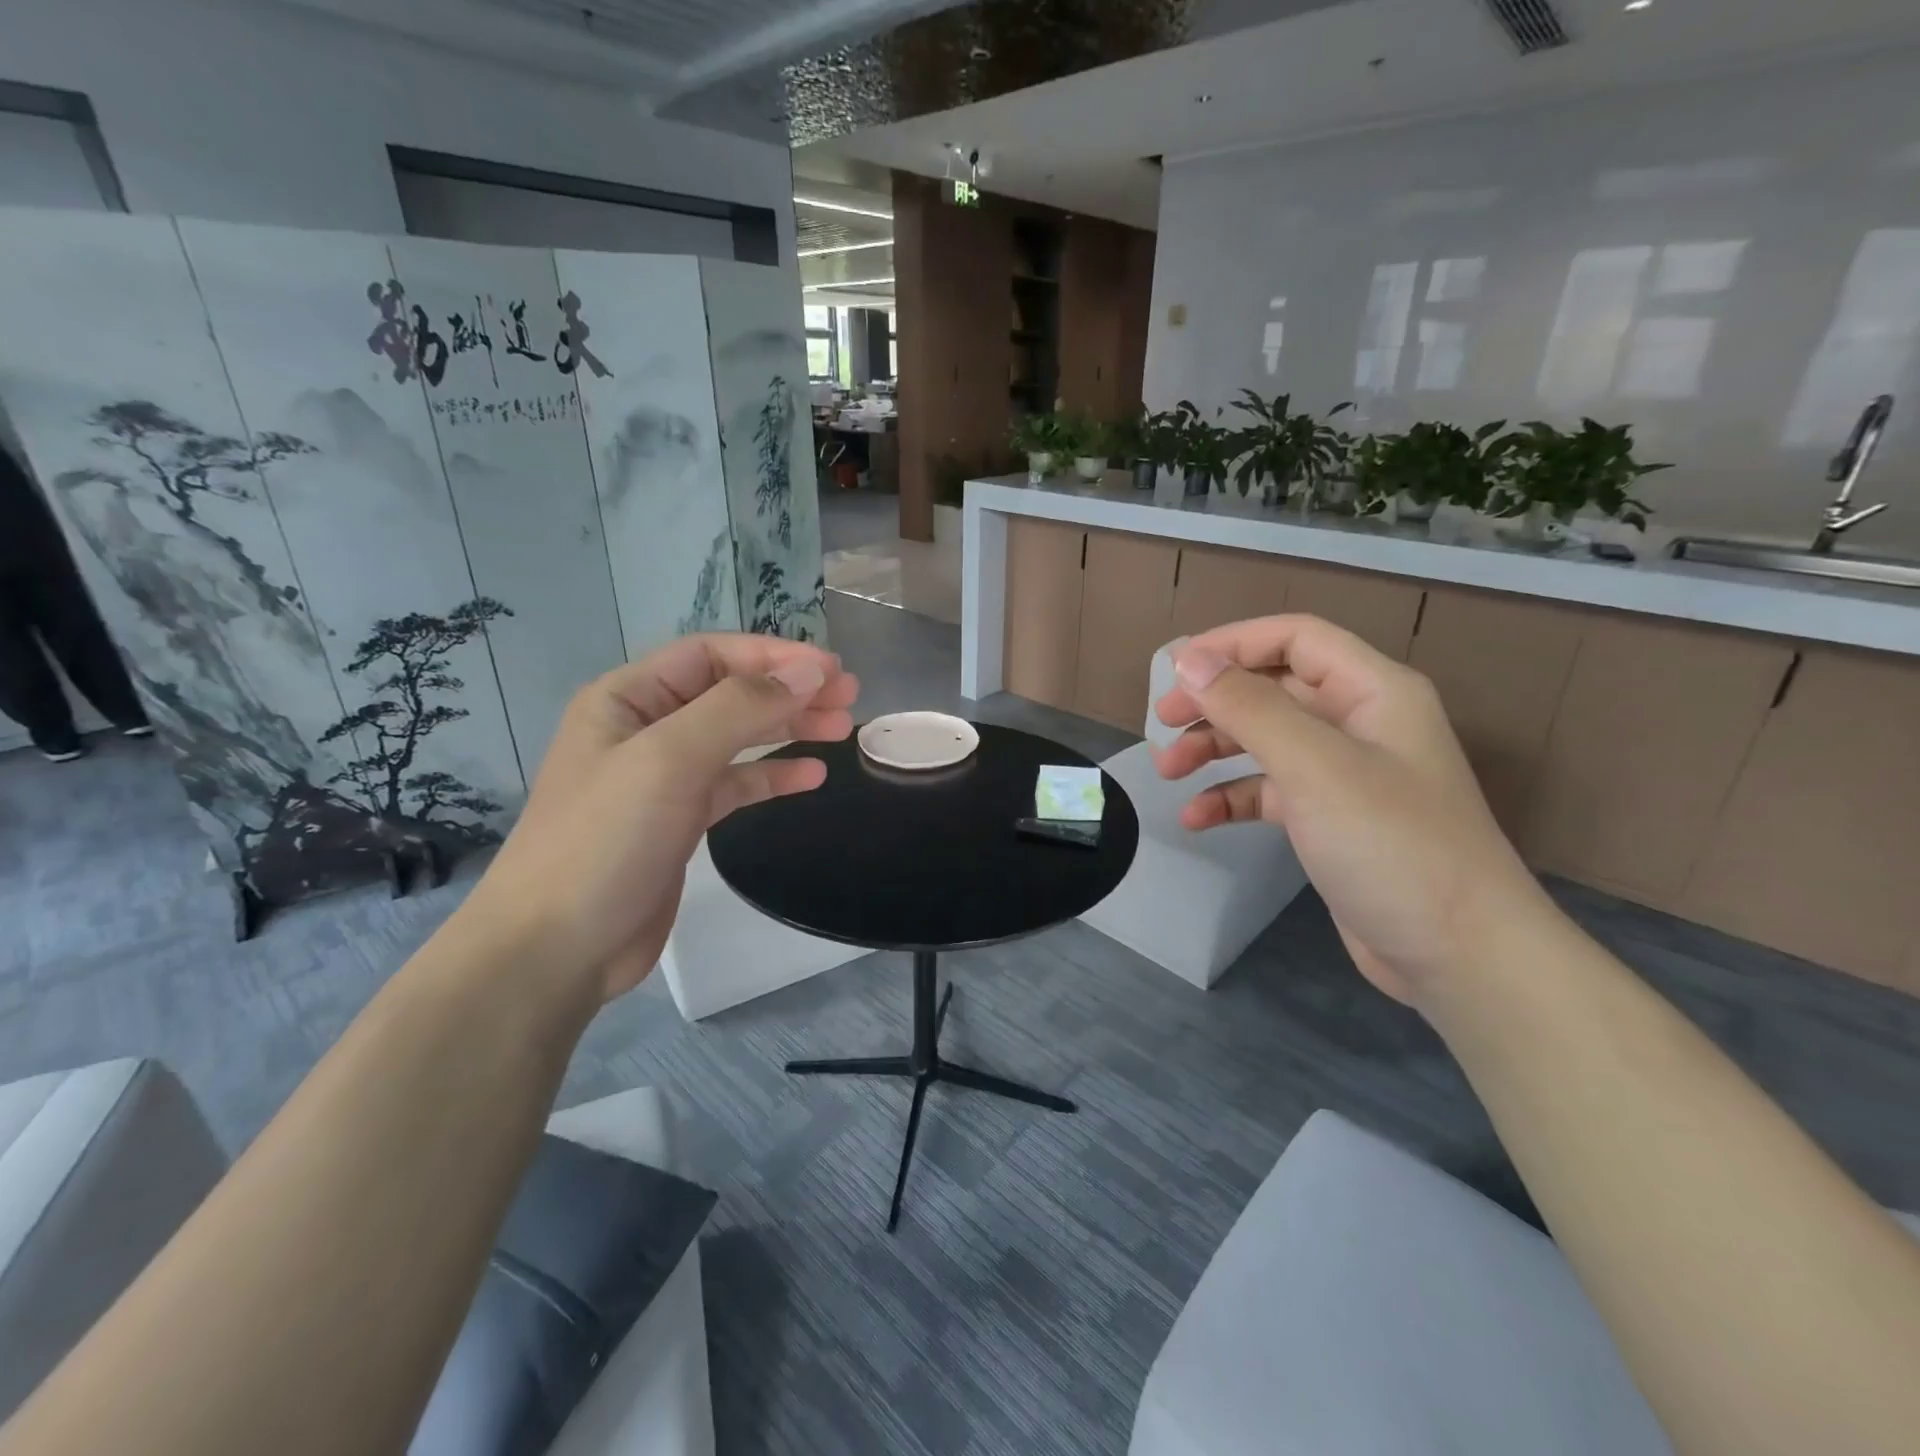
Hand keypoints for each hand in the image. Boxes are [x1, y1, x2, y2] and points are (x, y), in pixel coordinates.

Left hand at [465, 633, 857, 1002]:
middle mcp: (646, 727)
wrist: (557, 949)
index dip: (774, 656)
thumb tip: (808, 671)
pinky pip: (735, 783)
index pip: (712, 655)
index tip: (832, 670)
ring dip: (788, 728)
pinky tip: (812, 776)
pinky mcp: (680, 820)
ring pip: (738, 737)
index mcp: (629, 698)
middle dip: (789, 690)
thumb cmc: (605, 840)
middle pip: (730, 693)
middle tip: (849, 698)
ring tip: (841, 729)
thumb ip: (741, 708)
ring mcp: (663, 777)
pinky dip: (773, 775)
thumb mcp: (671, 759)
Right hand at [1153, 615, 1553, 1005]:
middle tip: (1162, 723)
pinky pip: (1269, 791)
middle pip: (1273, 688)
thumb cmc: (1392, 845)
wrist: (1459, 956)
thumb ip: (1250, 707)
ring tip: (1168, 771)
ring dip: (1214, 749)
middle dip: (1214, 701)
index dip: (1232, 643)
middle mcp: (1359, 722)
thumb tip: (1189, 659)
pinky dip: (1231, 798)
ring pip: (1265, 739)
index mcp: (1372, 691)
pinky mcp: (1329, 820)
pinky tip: (1198, 818)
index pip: (1295, 638)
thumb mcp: (1315, 766)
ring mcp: (1345, 774)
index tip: (1175, 670)